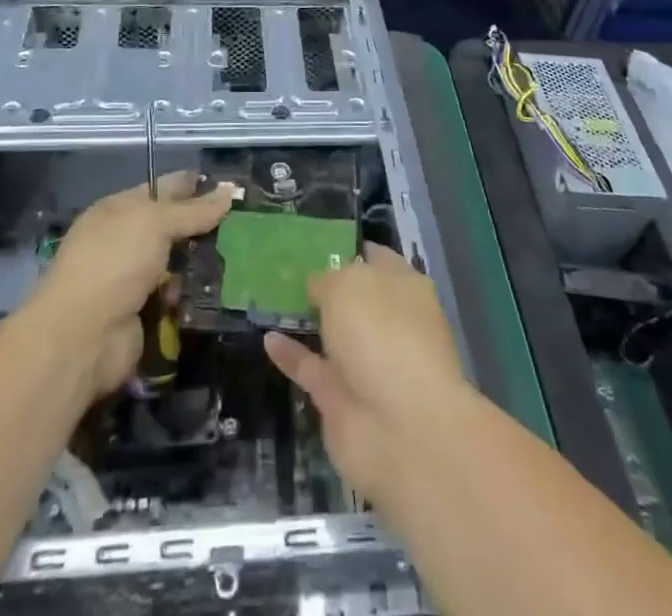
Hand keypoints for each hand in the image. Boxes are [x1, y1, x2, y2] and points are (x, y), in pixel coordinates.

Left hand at [33, 171, 234, 397]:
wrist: (82, 338)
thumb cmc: (114, 263)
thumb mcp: (155, 223)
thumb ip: (193, 209)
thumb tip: (229, 190)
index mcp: (119, 209)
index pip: (162, 188)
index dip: (193, 185)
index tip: (229, 187)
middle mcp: (125, 241)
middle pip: (172, 227)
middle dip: (203, 227)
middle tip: (243, 226)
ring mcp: (133, 278)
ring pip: (177, 262)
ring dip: (202, 263)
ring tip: (240, 258)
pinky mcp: (144, 313)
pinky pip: (176, 296)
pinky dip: (193, 295)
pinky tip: (221, 291)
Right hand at [264, 245, 471, 505]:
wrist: (402, 431)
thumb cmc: (384, 336)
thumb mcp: (349, 286)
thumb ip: (328, 280)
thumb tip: (317, 286)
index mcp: (404, 287)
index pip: (375, 258)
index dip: (347, 248)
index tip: (314, 240)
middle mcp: (389, 322)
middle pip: (354, 297)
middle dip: (326, 285)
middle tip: (286, 268)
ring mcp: (368, 363)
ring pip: (334, 334)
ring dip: (308, 321)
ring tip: (270, 300)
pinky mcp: (343, 400)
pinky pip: (312, 368)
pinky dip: (292, 355)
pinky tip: (267, 339)